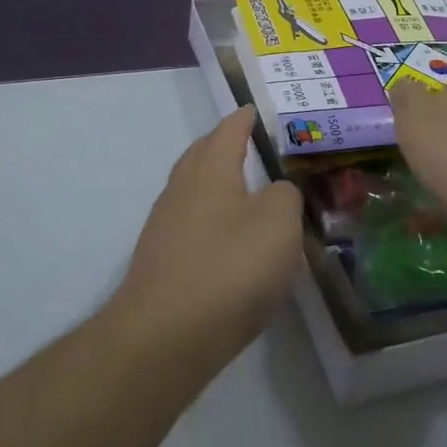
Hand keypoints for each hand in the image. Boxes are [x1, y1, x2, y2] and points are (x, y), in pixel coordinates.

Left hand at [105, 107, 304, 367]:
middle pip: (201, 156)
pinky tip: (227, 238)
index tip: (254, 109)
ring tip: (244, 190)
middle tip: (248, 143)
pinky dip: (211, 218)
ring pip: (193, 191)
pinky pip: (191, 224)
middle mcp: (181, 191)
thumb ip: (285, 196)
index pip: (227, 131)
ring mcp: (165, 228)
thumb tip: (275, 191)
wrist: (165, 337)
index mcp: (209, 171)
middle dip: (222, 145)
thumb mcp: (279, 223)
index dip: (243, 119)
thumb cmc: (229, 268)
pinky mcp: (162, 263)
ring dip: (216, 184)